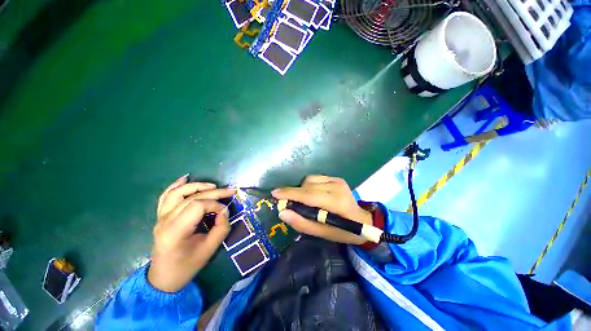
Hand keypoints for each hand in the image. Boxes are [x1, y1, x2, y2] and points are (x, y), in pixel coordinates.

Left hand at [147, 175, 235, 291]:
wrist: (164, 278)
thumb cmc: (187, 266)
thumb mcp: (210, 250)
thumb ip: (221, 227)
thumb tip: (224, 211)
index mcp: (175, 231)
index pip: (198, 206)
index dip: (215, 204)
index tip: (225, 212)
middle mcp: (165, 221)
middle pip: (191, 197)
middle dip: (214, 192)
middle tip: (230, 191)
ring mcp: (160, 217)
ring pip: (177, 193)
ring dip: (196, 186)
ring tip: (212, 185)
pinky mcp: (160, 217)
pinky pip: (166, 196)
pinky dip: (175, 186)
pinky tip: (185, 178)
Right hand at [272, 175, 371, 244]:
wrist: (363, 220)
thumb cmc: (343, 231)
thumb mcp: (323, 234)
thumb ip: (302, 223)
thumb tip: (282, 212)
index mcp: (335, 202)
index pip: (308, 195)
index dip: (290, 194)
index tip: (275, 194)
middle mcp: (337, 187)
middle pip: (307, 185)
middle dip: (293, 192)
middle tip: (286, 201)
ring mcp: (337, 180)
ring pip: (310, 180)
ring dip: (302, 189)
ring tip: (304, 201)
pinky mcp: (337, 178)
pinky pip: (316, 178)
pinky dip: (309, 186)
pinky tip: (313, 194)